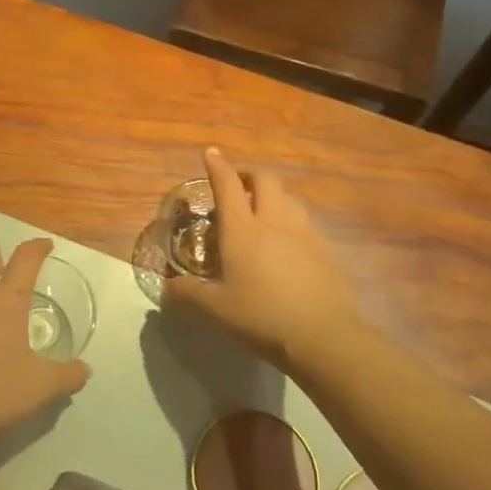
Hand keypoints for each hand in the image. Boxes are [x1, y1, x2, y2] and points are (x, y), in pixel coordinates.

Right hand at [164, 148, 367, 368]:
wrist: (322, 336)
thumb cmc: (262, 317)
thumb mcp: (216, 309)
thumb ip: (188, 295)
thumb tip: (165, 290)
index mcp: (243, 230)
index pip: (228, 186)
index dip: (218, 166)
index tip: (211, 153)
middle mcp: (274, 222)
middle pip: (265, 180)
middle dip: (249, 175)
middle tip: (238, 186)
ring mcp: (304, 234)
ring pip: (289, 198)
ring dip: (274, 196)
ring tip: (264, 211)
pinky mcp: (325, 250)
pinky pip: (306, 223)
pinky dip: (292, 221)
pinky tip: (288, 244)